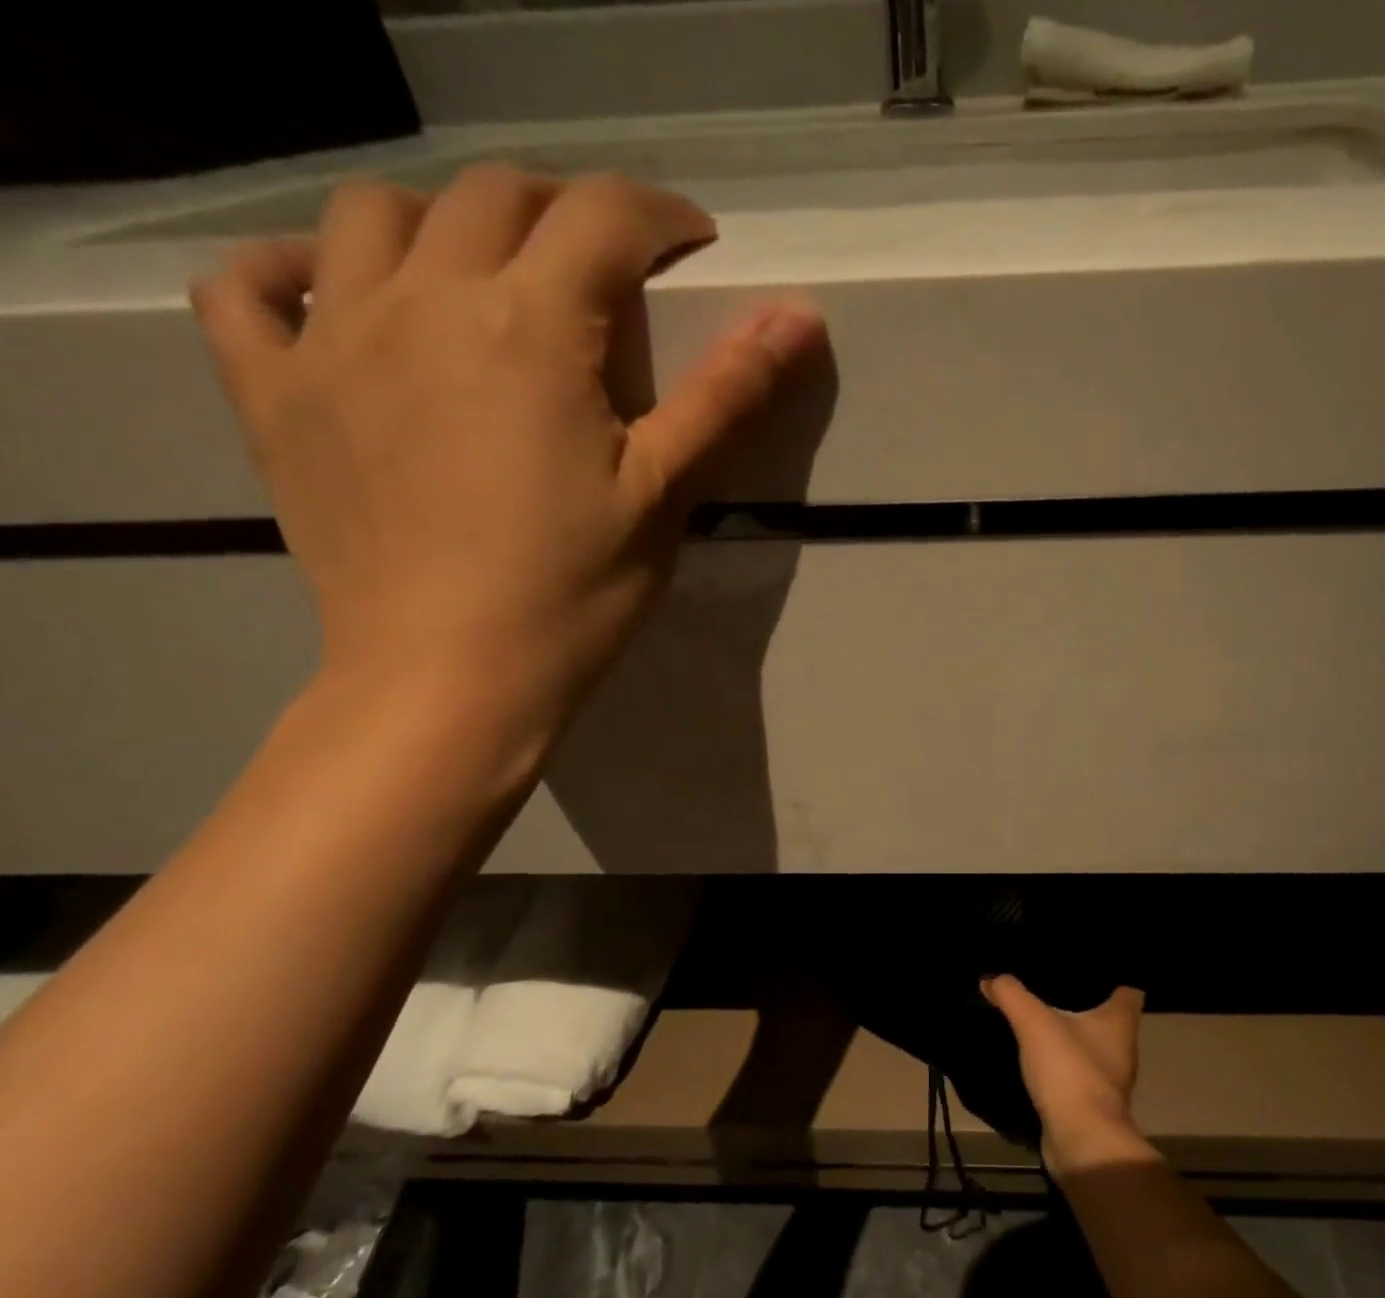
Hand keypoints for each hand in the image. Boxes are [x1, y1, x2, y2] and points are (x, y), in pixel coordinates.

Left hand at [191, 164, 823, 738]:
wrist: (451, 676)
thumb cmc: (574, 590)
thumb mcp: (666, 493)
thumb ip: (727, 395)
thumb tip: (801, 318)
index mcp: (529, 326)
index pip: (602, 217)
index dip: (659, 215)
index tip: (692, 243)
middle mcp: (421, 299)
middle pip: (494, 196)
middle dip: (565, 210)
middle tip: (607, 266)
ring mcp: (329, 338)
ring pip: (372, 213)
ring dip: (443, 221)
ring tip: (484, 274)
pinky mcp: (272, 392)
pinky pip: (245, 287)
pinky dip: (287, 268)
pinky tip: (333, 293)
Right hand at [981, 976, 1149, 1169]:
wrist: (1082, 1142)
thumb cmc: (1071, 1071)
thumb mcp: (1034, 1023)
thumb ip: (1012, 995)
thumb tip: (990, 978)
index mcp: (1122, 1020)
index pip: (1130, 987)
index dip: (1112, 974)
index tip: (1086, 966)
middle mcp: (1124, 1047)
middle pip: (1109, 1016)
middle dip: (1085, 1001)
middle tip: (1053, 984)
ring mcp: (1110, 1078)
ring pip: (1093, 1045)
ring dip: (1073, 1035)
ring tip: (1042, 1015)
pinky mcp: (1093, 1102)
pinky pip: (1078, 1072)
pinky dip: (1063, 1064)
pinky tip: (1039, 1056)